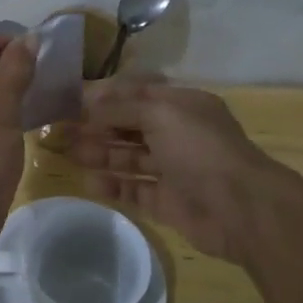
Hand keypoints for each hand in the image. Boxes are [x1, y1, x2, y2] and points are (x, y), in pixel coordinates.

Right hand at [67, 79, 292, 263]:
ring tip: (70, 155)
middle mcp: (178, 134)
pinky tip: (90, 183)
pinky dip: (113, 186)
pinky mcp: (167, 201)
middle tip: (63, 131)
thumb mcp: (160, 114)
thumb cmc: (200, 149)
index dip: (106, 96)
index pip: (138, 93)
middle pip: (130, 126)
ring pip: (129, 158)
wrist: (239, 208)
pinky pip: (134, 189)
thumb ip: (121, 108)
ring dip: (100, 154)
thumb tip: (87, 104)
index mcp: (182, 106)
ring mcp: (173, 169)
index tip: (72, 101)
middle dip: (98, 127)